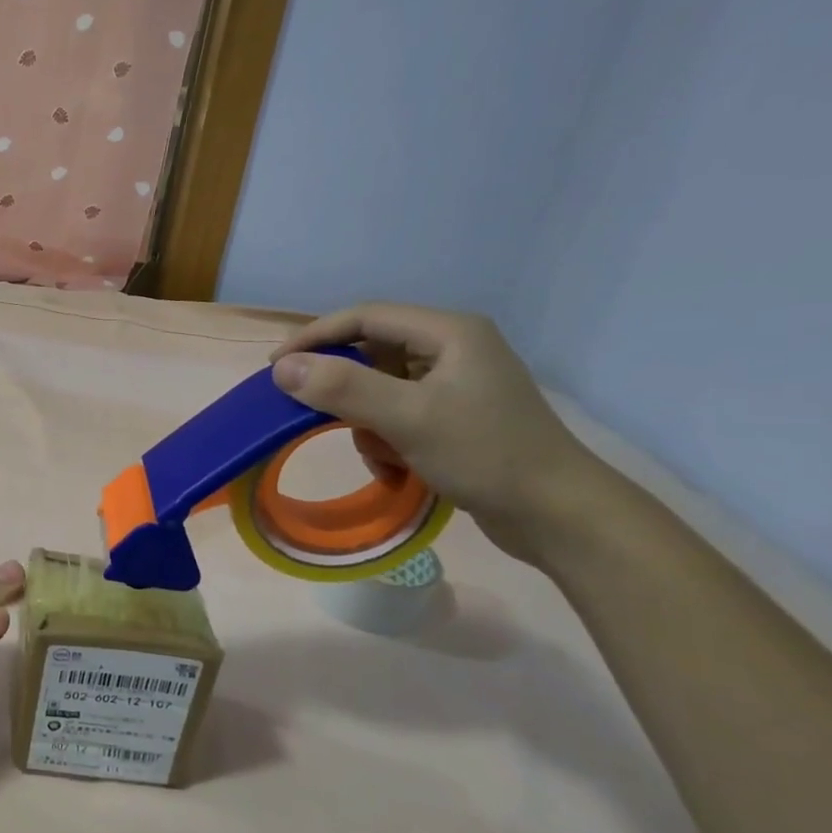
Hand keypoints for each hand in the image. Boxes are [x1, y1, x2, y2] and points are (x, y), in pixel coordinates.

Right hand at [270, 304, 607, 564]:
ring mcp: (454, 385)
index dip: (315, 336)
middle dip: (344, 390)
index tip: (275, 367)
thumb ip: (343, 388)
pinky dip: (386, 441)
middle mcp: (452, 349)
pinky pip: (397, 416)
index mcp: (448, 333)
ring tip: (380, 455)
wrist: (556, 515)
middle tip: (311, 414)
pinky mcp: (454, 417)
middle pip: (370, 353)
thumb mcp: (407, 418)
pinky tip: (396, 469)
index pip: (364, 317)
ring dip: (366, 424)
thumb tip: (282, 368)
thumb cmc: (485, 454)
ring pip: (379, 390)